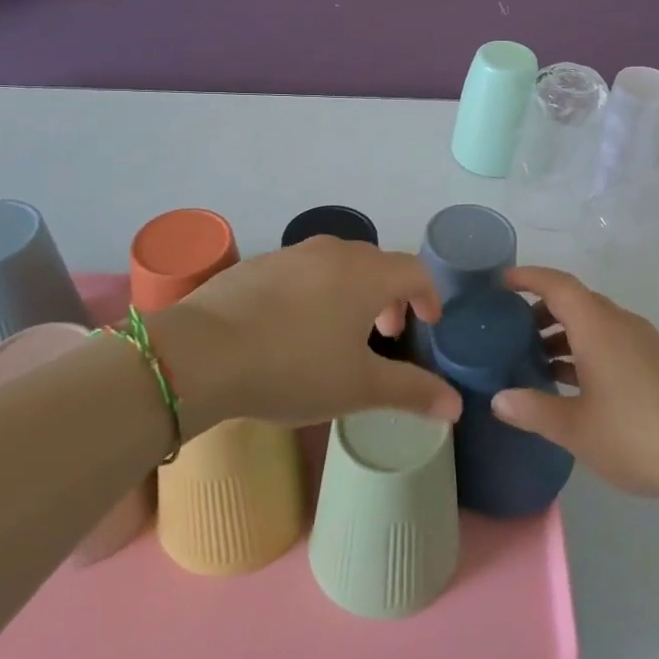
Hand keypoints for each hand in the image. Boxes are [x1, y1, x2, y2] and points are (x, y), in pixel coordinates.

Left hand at [158, 238, 460, 435]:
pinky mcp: (257, 265)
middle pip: (377, 264)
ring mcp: (292, 254)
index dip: (427, 296)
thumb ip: (412, 391)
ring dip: (351, 291)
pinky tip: (291, 328)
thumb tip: (456, 405)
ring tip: (338, 332)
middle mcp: (334, 252)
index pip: (414, 271)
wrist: (201, 354)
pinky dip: (314, 291)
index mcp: (367, 274)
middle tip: (384, 333)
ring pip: (337, 264)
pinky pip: (301, 271)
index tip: (428, 323)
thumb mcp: (359, 387)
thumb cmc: (294, 368)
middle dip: (389, 296)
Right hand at [492, 266, 658, 505]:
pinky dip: (587, 351)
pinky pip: (613, 342)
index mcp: (598, 326)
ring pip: (596, 324)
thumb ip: (533, 410)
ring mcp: (644, 342)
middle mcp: (621, 323)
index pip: (557, 284)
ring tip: (537, 363)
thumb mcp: (575, 428)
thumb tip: (499, 398)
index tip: (501, 283)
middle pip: (576, 301)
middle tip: (511, 333)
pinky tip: (576, 386)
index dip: (528, 277)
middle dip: (542, 311)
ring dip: (565, 335)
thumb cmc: (638, 436)